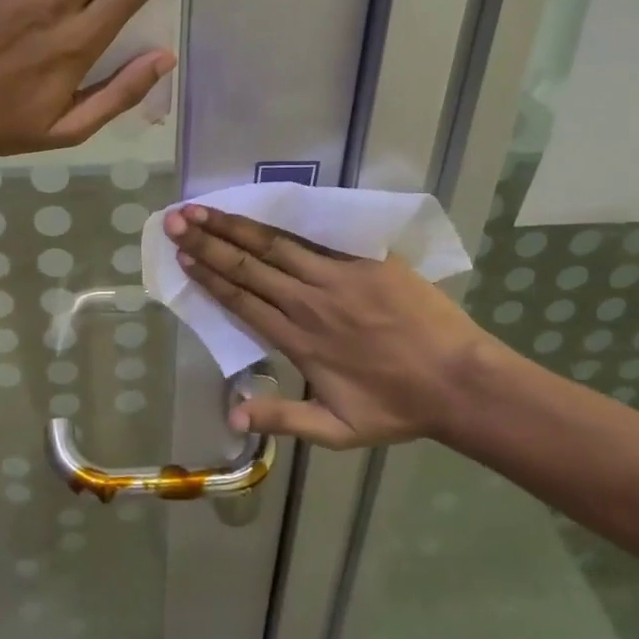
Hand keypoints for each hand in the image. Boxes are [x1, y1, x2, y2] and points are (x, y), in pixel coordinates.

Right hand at [164, 205, 503, 448]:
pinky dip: (284, 221)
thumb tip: (230, 417)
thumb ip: (283, 419)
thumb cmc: (398, 408)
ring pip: (274, 244)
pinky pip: (316, 235)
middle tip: (176, 219)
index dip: (208, 276)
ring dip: (235, 226)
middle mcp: (308, 301)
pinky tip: (263, 207)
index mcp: (297, 340)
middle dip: (208, 241)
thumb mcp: (338, 431)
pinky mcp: (364, 258)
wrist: (461, 381)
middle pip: (248, 266)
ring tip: (204, 208)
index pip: (241, 300)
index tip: (182, 256)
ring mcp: (337, 276)